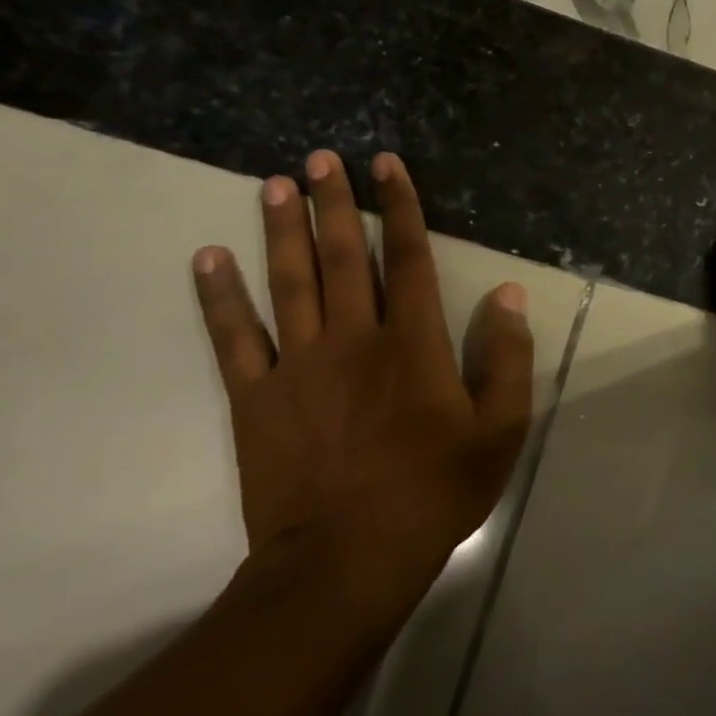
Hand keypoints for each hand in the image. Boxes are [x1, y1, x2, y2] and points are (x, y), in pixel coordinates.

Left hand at [191, 149, 533, 628]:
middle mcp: (354, 340)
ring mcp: (298, 366)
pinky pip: (233, 337)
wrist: (349, 556)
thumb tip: (507, 294)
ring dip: (281, 230)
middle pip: (344, 257)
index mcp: (414, 344)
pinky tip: (208, 258)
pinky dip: (219, 296)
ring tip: (273, 185)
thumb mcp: (500, 428)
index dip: (401, 207)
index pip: (410, 258)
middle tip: (321, 158)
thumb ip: (506, 356)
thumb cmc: (436, 489)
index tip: (386, 166)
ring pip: (289, 283)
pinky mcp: (256, 398)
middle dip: (335, 203)